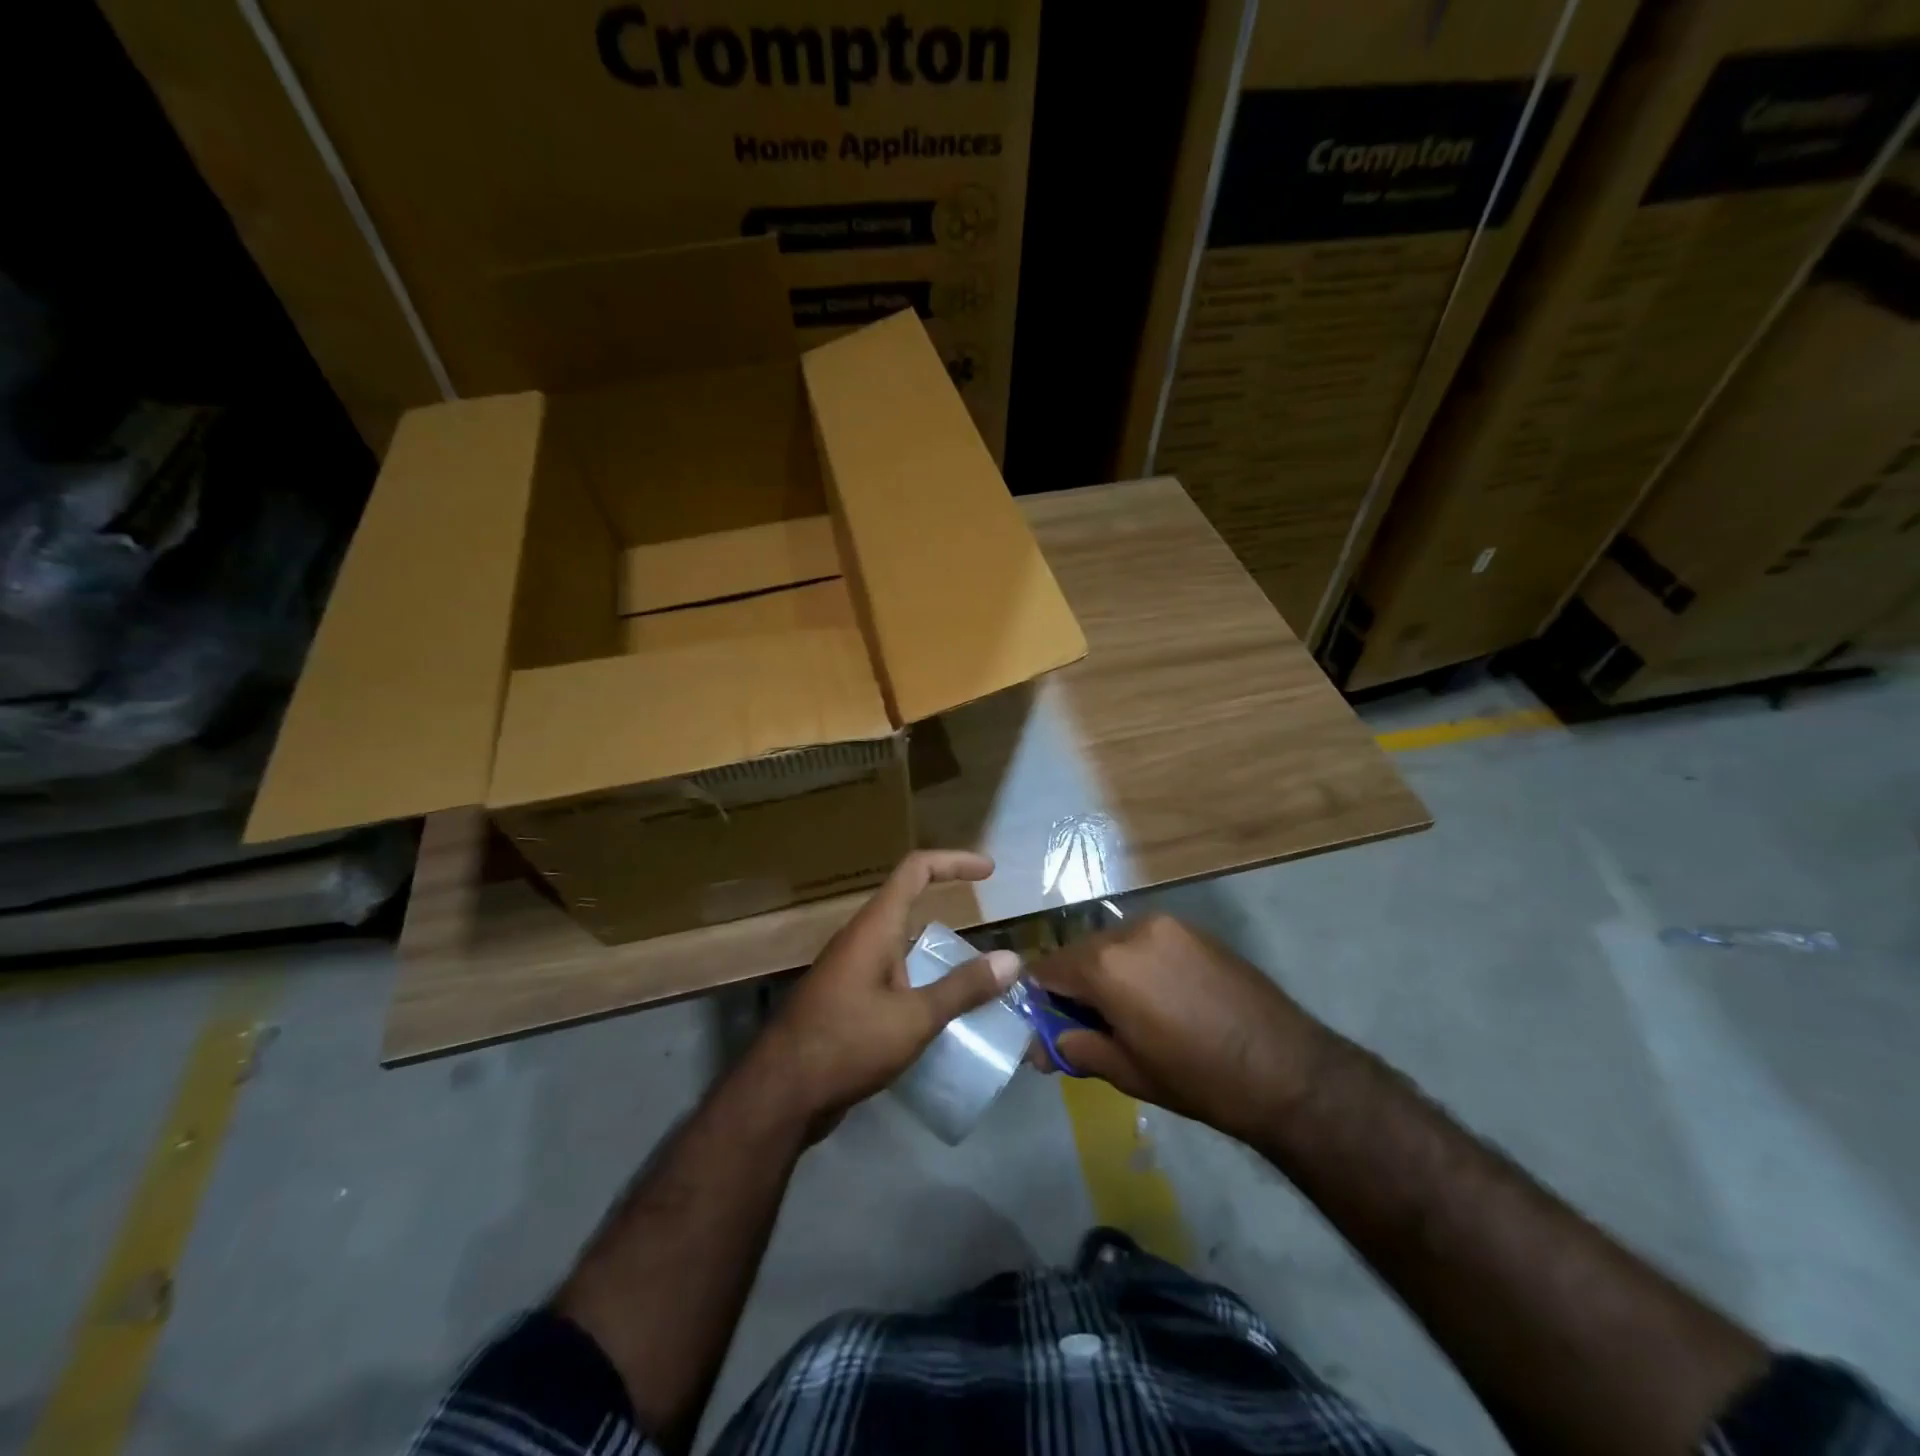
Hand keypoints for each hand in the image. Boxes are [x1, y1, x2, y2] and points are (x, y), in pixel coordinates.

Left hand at [757, 850, 1020, 1132]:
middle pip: (908, 904)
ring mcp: (849, 969)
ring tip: (974, 978)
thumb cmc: (847, 1043)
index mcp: (875, 927)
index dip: (954, 862)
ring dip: (935, 953)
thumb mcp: (914, 1018)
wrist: (780, 1094)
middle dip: (947, 909)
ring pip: (900, 945)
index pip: (916, 870)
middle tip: (986, 931)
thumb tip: (1012, 959)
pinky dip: (919, 981)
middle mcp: (860, 938)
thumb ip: (963, 988)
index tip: (989, 871)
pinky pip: (891, 975)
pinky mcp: (845, 999)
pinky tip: (938, 1014)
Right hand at [1026, 914, 1329, 1142]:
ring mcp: (1165, 923)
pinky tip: (1160, 996)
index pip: (1047, 969)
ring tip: (1130, 1012)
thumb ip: (1076, 1048)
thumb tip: (1038, 1047)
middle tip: (1090, 1025)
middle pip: (1079, 952)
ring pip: (1112, 944)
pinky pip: (1145, 940)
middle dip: (1075, 985)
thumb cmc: (1198, 1079)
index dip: (1040, 998)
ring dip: (1107, 972)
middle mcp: (1129, 930)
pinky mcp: (1192, 928)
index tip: (1048, 1025)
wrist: (1286, 1069)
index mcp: (1105, 965)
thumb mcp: (1127, 1072)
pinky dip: (1137, 962)